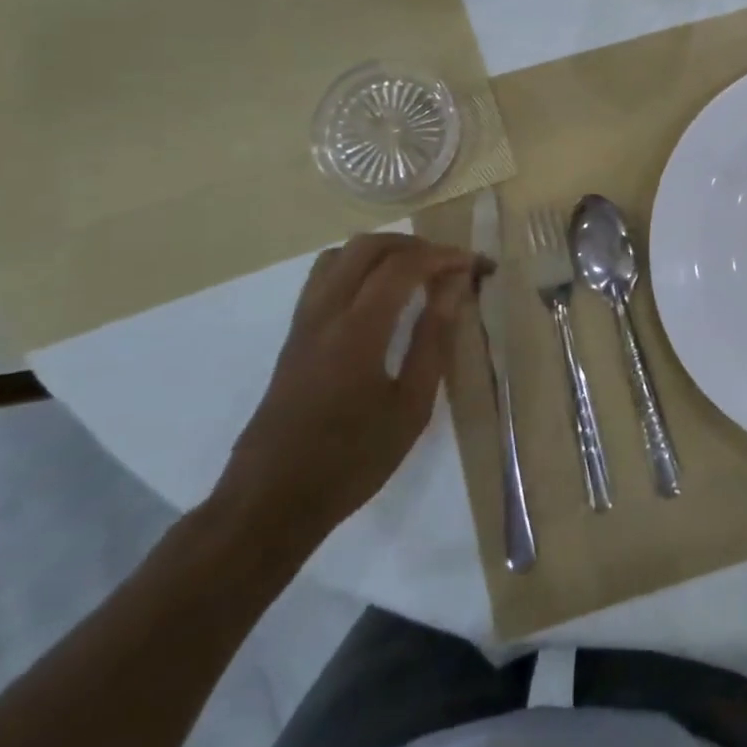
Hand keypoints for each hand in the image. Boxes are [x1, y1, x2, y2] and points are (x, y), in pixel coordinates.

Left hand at [214, 234, 484, 554]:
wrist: (271, 501)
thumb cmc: (352, 460)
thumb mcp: (410, 407)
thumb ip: (433, 339)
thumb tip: (454, 288)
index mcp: (357, 330)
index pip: (403, 265)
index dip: (444, 256)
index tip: (476, 265)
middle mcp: (325, 313)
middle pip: (368, 246)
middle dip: (415, 245)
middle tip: (448, 267)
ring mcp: (303, 322)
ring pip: (341, 255)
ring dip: (383, 252)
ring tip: (416, 275)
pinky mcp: (293, 335)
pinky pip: (325, 277)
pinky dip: (358, 268)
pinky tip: (380, 296)